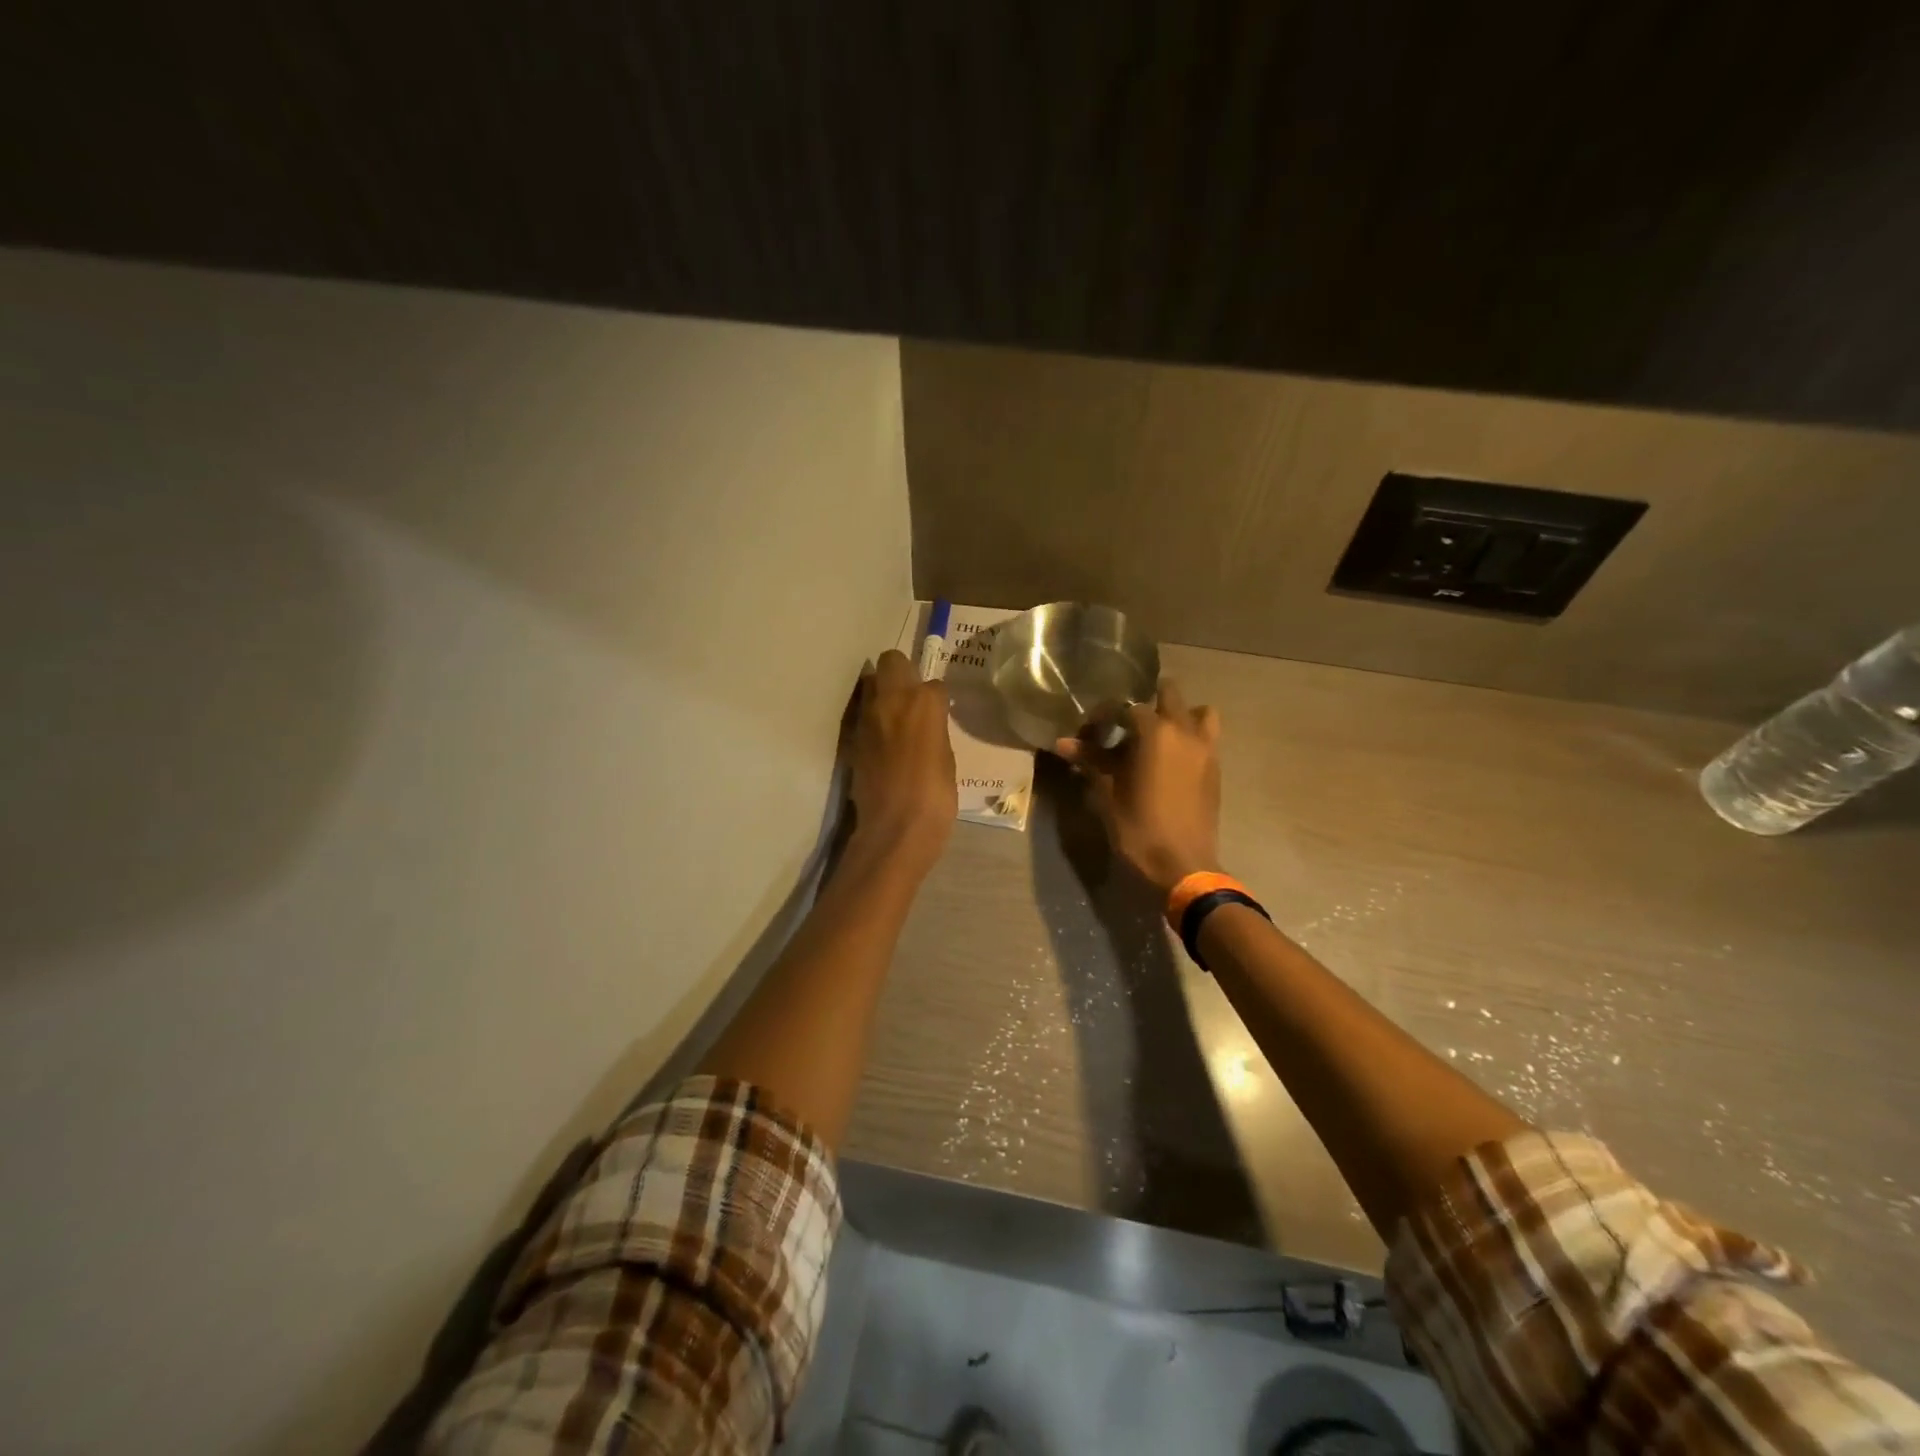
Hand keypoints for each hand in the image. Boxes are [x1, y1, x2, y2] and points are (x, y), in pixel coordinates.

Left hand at [849, 650, 956, 869]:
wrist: (895, 828)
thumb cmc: (936, 797)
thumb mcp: (947, 758)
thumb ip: (935, 731)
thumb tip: (928, 725)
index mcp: (925, 703)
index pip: (934, 683)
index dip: (937, 698)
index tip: (940, 712)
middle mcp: (892, 700)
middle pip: (892, 661)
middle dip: (902, 673)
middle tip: (912, 698)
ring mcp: (867, 717)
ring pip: (872, 684)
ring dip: (884, 694)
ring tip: (896, 719)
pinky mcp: (852, 738)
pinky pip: (863, 715)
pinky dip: (873, 720)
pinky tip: (884, 743)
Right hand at [1055, 680, 1221, 896]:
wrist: (1184, 866)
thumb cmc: (1139, 829)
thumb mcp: (1107, 794)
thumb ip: (1090, 761)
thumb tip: (1062, 742)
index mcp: (1156, 733)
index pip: (1125, 706)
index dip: (1104, 715)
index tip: (1090, 732)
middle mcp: (1185, 731)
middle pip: (1169, 694)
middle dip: (1145, 703)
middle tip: (1125, 727)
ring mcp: (1207, 748)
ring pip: (1199, 712)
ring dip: (1179, 715)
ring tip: (1157, 737)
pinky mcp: (1216, 768)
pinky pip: (1207, 737)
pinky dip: (1190, 737)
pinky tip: (1170, 760)